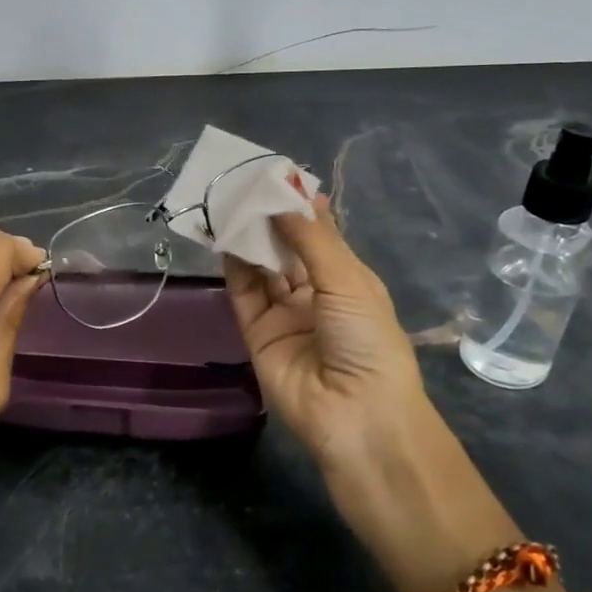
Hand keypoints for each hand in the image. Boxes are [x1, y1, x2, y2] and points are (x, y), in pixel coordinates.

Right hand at [223, 197, 520, 591]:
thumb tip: (288, 196)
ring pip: (262, 267)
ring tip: (229, 203)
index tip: (278, 175)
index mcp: (348, 281)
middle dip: (270, 219)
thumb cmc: (367, 341)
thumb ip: (311, 238)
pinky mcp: (256, 332)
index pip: (320, 235)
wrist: (354, 416)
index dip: (301, 207)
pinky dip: (233, 265)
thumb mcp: (347, 281)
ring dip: (249, 237)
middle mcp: (315, 294)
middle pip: (287, 249)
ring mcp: (284, 314)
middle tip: (245, 184)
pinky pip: (243, 292)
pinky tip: (224, 236)